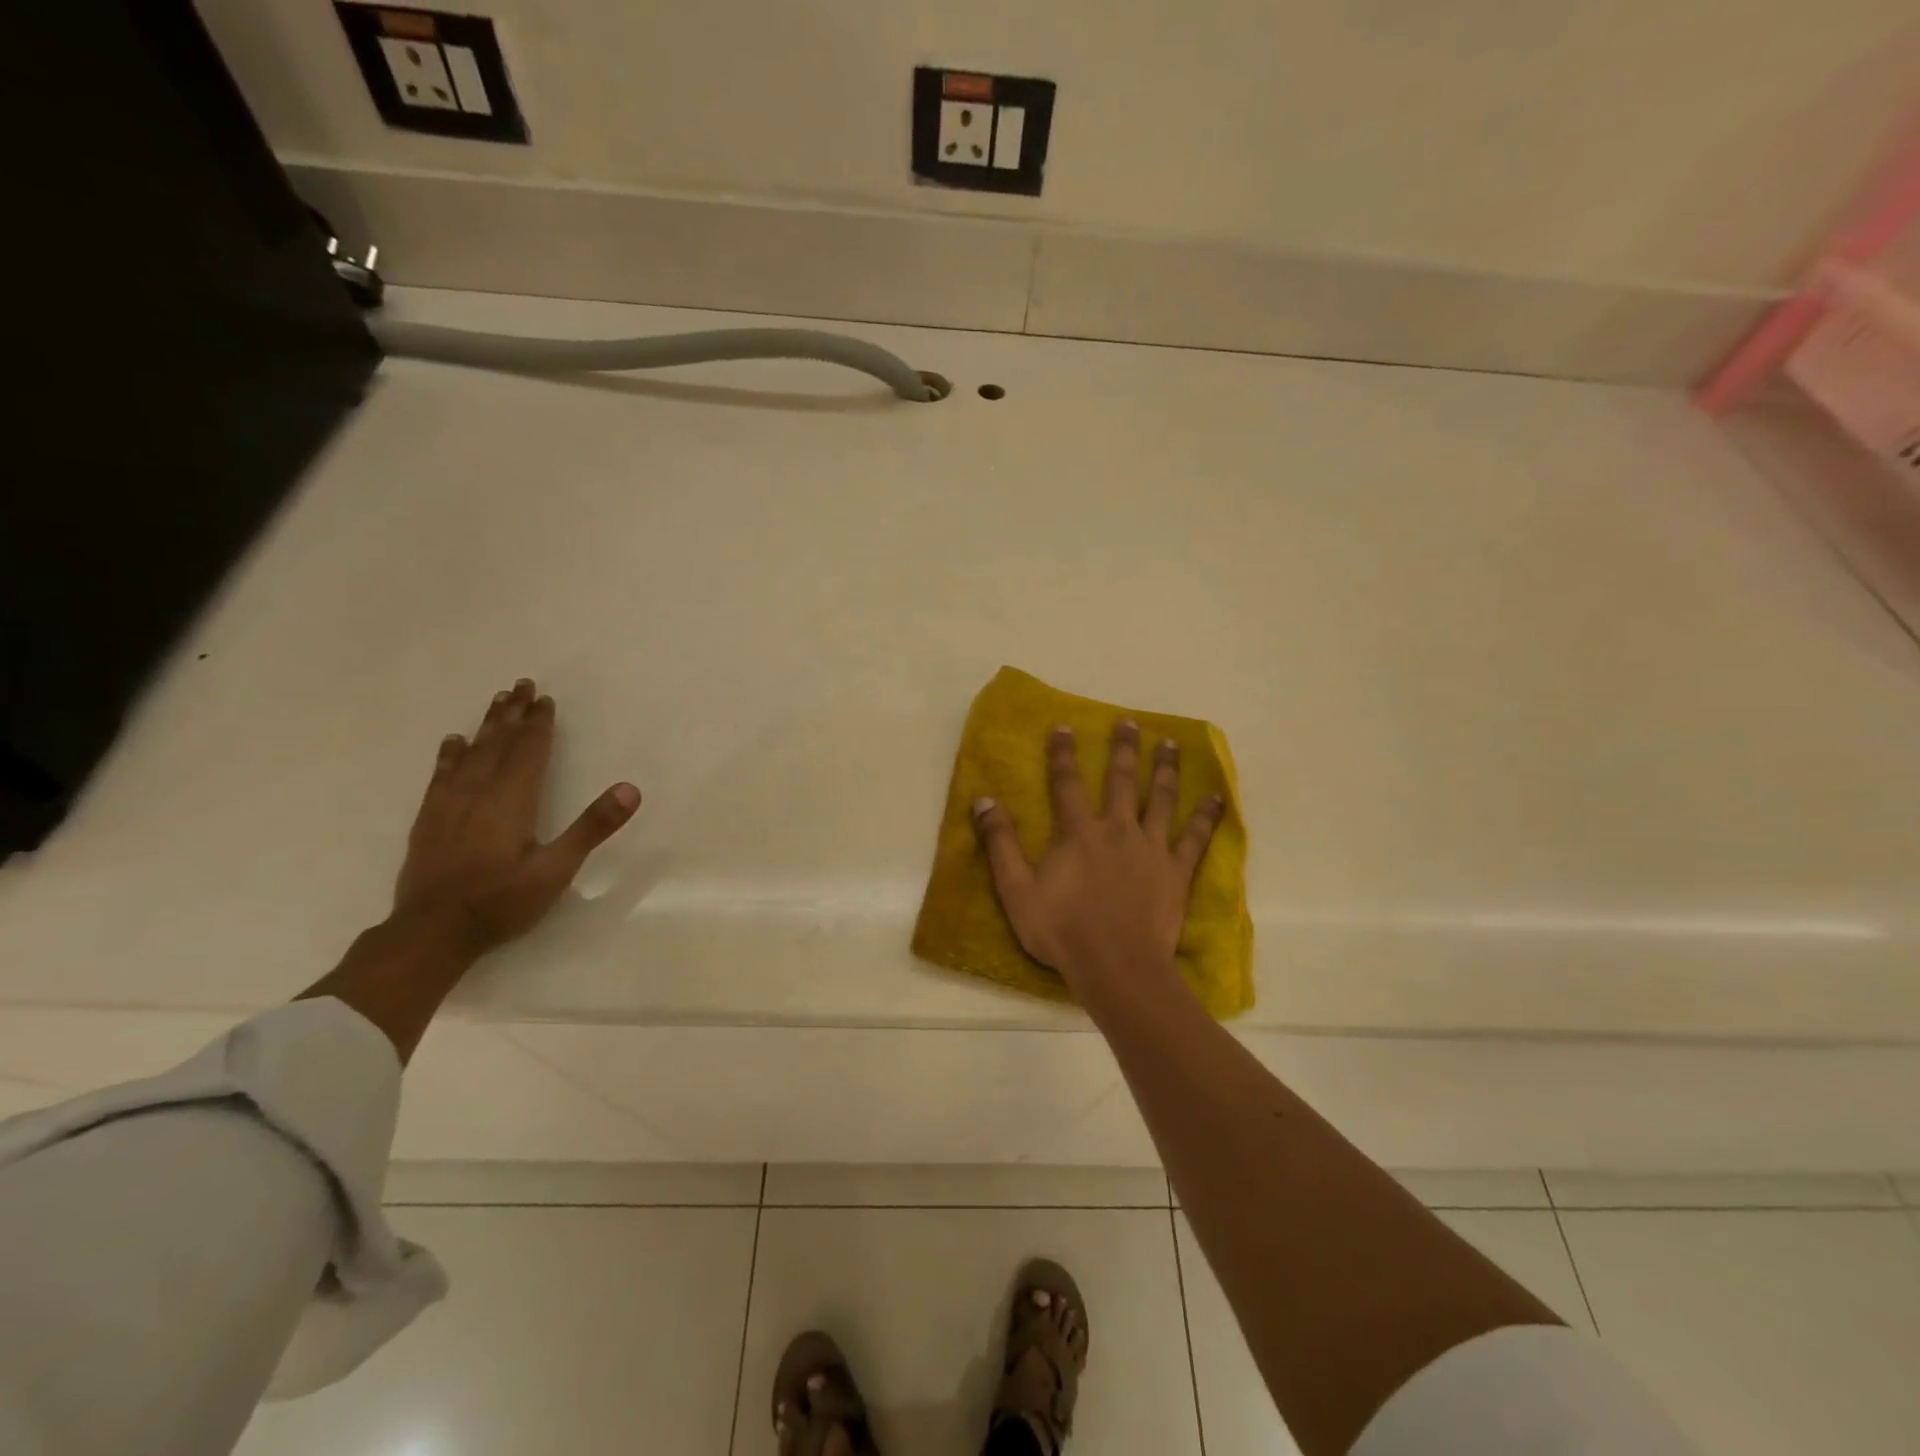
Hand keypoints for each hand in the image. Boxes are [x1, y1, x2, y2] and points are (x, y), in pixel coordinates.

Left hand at [393, 677, 640, 956]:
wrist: (433, 932)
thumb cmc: (501, 901)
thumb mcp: (557, 868)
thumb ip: (593, 827)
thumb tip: (630, 789)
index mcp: (512, 800)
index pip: (529, 752)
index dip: (539, 725)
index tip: (546, 699)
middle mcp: (478, 793)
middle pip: (498, 744)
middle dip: (513, 714)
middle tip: (521, 685)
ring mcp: (449, 805)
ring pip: (470, 754)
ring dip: (486, 726)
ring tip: (496, 701)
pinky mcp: (429, 821)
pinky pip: (441, 775)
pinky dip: (450, 755)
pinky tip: (452, 742)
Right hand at [972, 721, 1222, 1001]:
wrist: (1116, 965)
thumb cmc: (1062, 929)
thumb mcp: (1017, 889)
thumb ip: (1000, 843)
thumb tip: (983, 800)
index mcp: (1079, 833)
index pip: (1067, 784)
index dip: (1063, 754)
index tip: (1064, 727)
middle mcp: (1117, 830)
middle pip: (1121, 781)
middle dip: (1123, 749)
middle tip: (1130, 723)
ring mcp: (1152, 849)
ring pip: (1161, 799)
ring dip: (1165, 769)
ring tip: (1171, 744)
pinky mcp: (1177, 872)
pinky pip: (1196, 838)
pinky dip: (1207, 816)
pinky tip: (1217, 797)